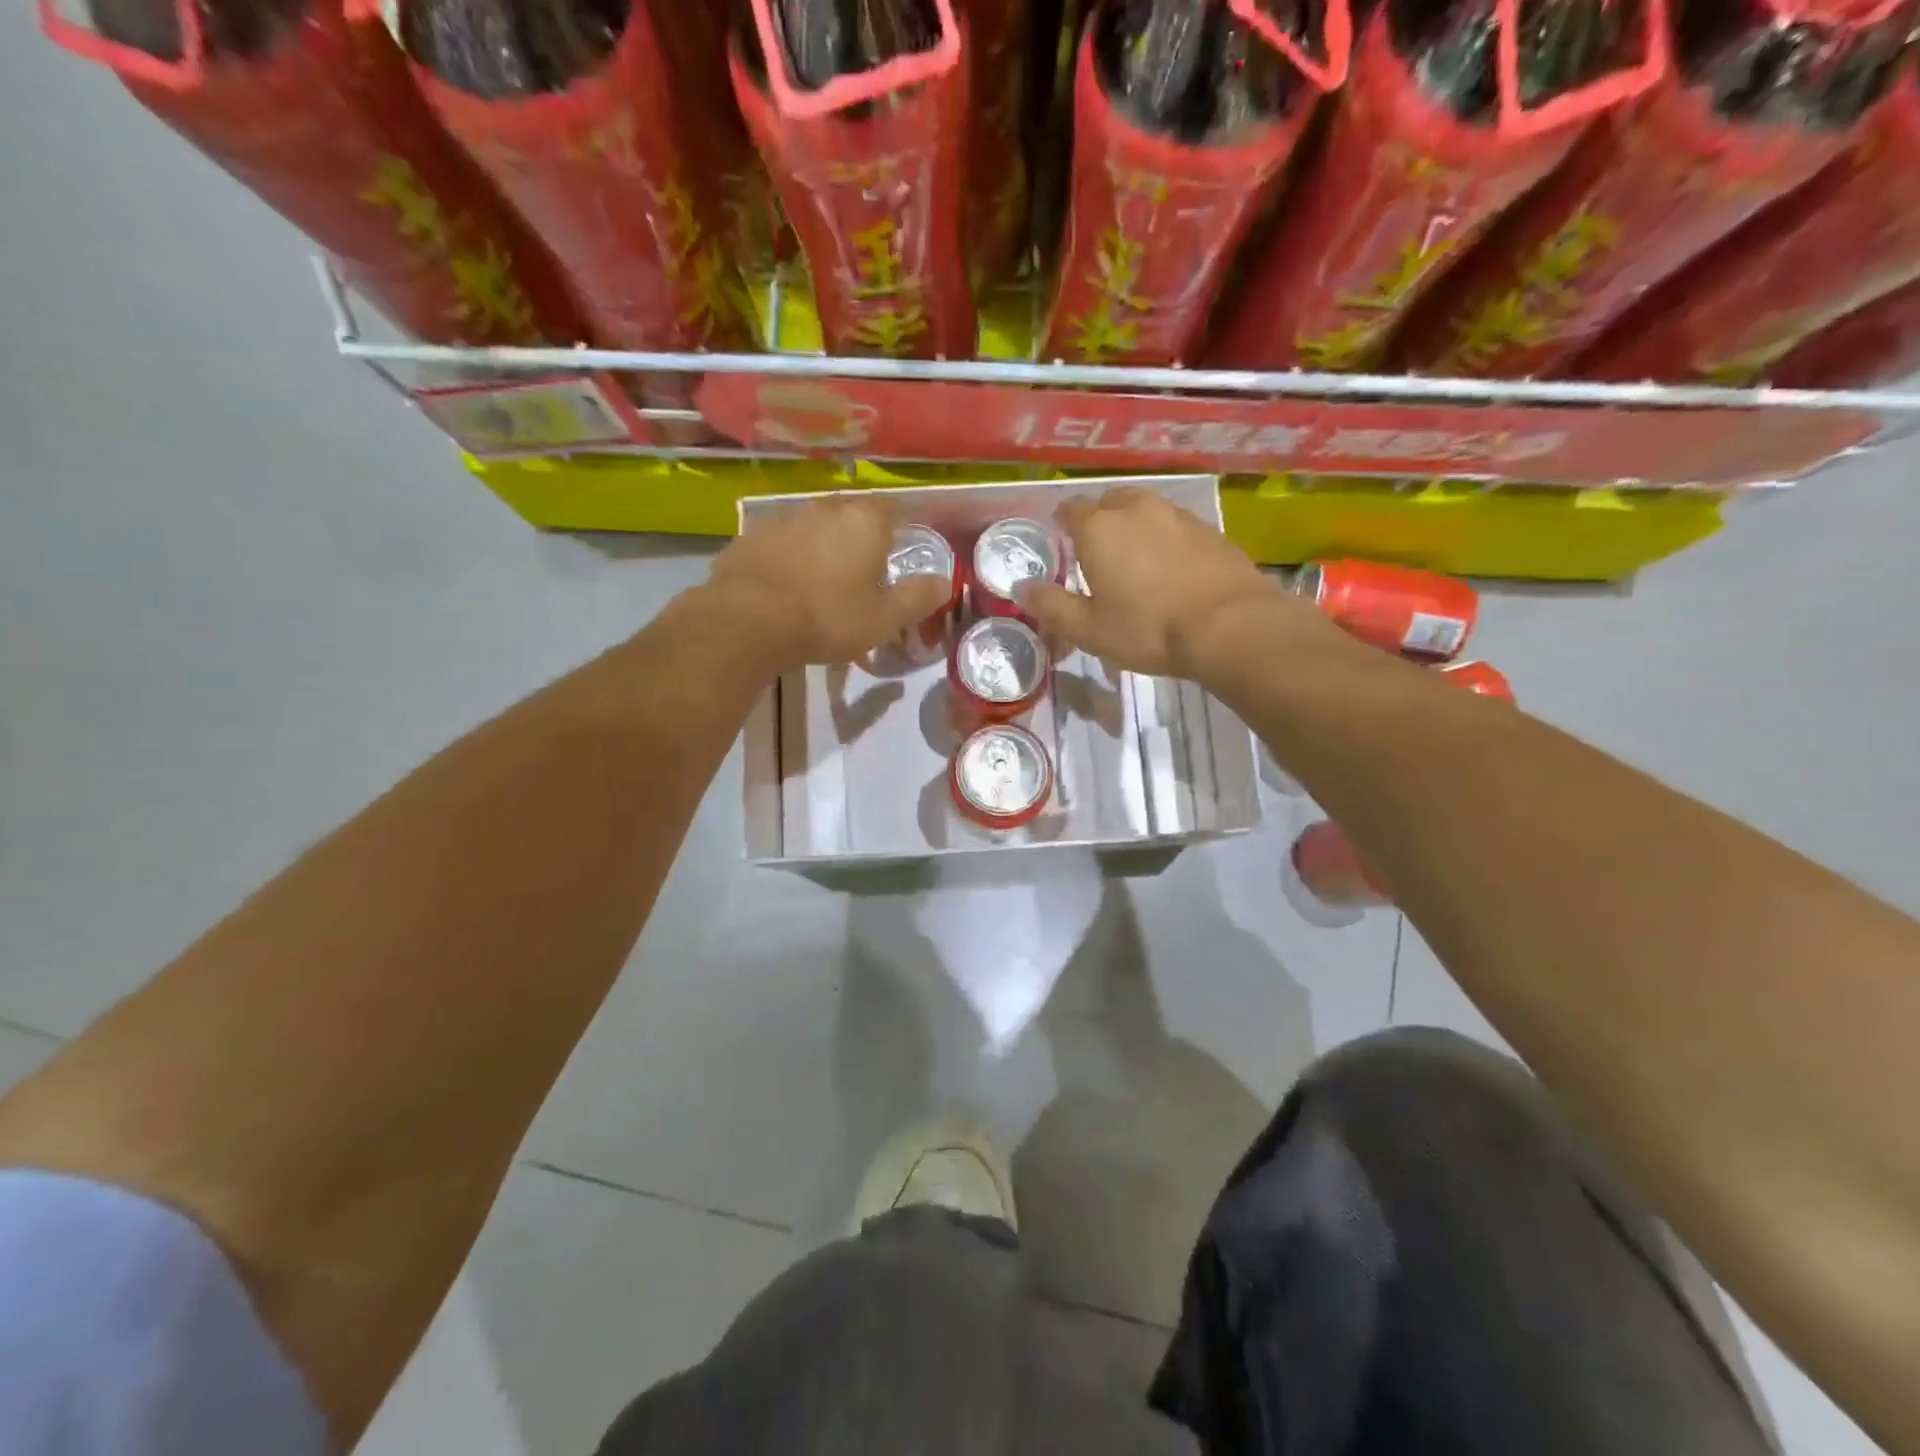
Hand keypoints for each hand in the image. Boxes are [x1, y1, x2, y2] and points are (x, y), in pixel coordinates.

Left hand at [706, 494, 950, 669]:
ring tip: (822, 579)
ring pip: (814, 526)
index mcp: (865, 522)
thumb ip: (918, 597)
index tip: (899, 551)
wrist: (748, 621)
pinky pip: (781, 541)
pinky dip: (789, 556)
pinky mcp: (751, 535)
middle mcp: (826, 508)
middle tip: (862, 570)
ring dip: (822, 545)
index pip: (893, 510)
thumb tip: (945, 582)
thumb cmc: (828, 618)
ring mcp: (784, 518)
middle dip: (860, 536)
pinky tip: (786, 583)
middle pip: (852, 514)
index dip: (900, 529)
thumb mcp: (884, 619)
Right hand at [1018, 488, 1328, 677]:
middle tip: (1098, 557)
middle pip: (1108, 503)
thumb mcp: (1088, 629)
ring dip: (1135, 529)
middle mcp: (1135, 509)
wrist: (1229, 626)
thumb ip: (1050, 605)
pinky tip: (1171, 571)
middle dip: (1099, 523)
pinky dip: (1166, 541)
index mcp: (1098, 528)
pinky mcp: (1208, 529)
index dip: (1061, 525)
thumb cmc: (1147, 628)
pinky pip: (1174, 527)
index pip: (1069, 510)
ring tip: (1136, 563)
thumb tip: (1021, 588)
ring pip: (1145, 512)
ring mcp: (1176, 514)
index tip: (1061, 544)